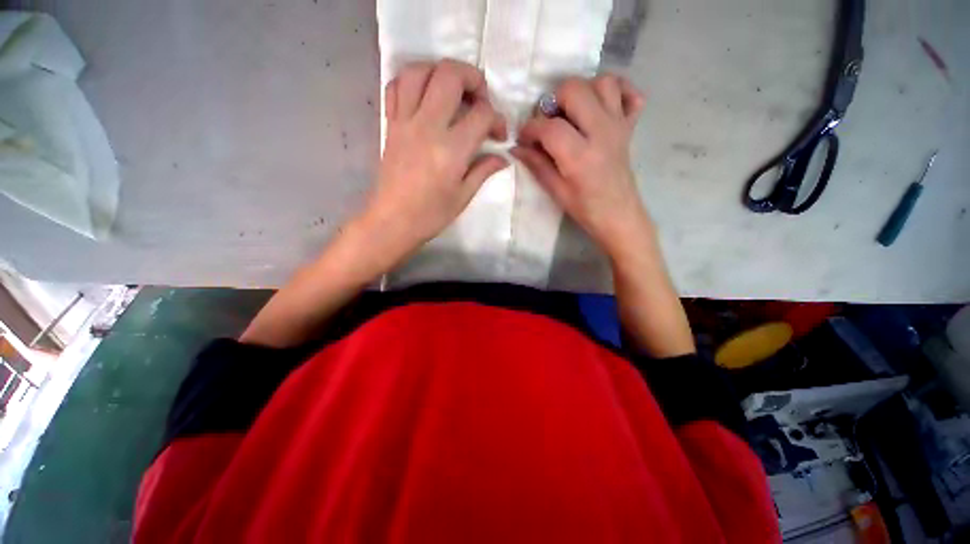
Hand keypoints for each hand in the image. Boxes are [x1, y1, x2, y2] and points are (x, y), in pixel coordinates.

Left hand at [359, 59, 507, 264]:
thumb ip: (483, 170)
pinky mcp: (391, 125)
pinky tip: (424, 95)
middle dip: (473, 78)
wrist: (393, 221)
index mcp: (451, 149)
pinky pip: (396, 87)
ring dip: (440, 71)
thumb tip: (503, 158)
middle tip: (480, 99)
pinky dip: (411, 81)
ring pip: (419, 71)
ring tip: (453, 90)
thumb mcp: (463, 196)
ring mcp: (405, 122)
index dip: (497, 119)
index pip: (481, 114)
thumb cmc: (431, 214)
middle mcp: (427, 126)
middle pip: (450, 75)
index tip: (499, 135)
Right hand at [512, 74, 647, 260]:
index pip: (550, 127)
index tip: (523, 138)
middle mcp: (601, 132)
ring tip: (572, 113)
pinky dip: (617, 92)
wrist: (619, 215)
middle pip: (575, 89)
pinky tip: (601, 107)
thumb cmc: (585, 208)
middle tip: (549, 121)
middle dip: (554, 100)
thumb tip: (516, 148)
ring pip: (603, 83)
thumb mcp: (556, 191)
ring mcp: (618, 126)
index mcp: (580, 156)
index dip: (530, 128)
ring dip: (583, 91)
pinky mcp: (629, 126)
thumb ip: (537, 165)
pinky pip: (630, 94)